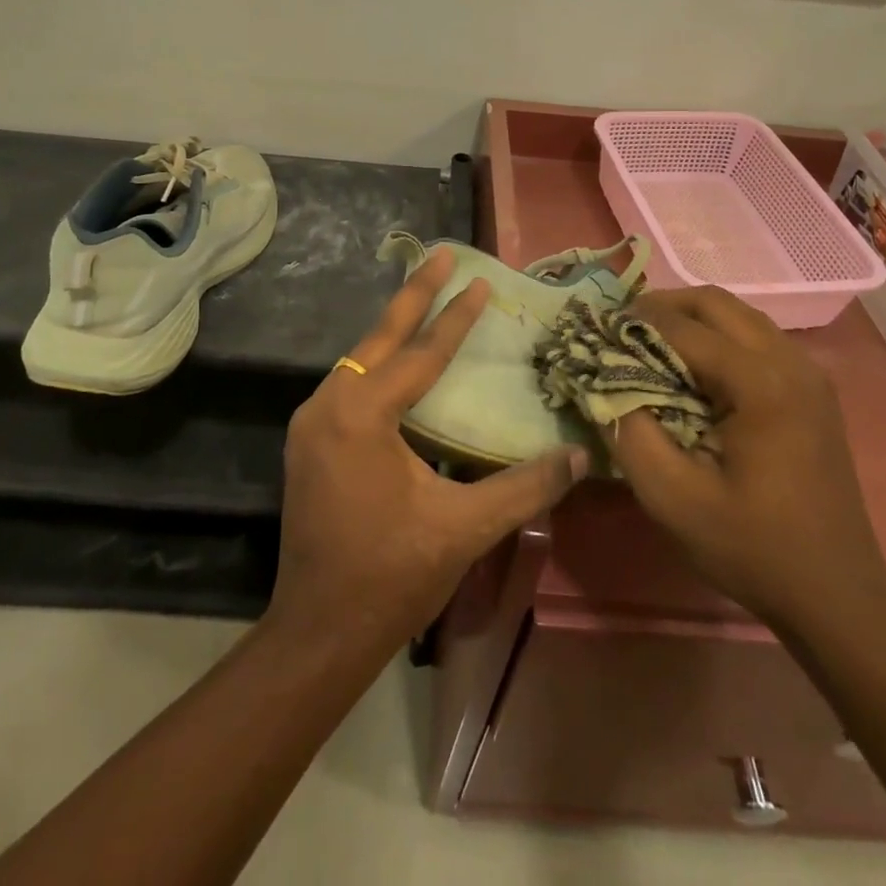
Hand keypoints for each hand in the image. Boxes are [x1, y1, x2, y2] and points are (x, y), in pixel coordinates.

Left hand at [267, 248, 588, 653]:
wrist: (318, 630)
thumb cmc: (390, 575)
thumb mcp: (462, 528)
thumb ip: (523, 487)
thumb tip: (577, 456)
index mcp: (362, 415)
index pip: (420, 354)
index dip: (454, 317)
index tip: (479, 280)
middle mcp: (328, 404)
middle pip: (379, 337)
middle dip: (413, 294)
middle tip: (441, 256)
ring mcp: (311, 422)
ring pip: (359, 359)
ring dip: (393, 330)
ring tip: (425, 300)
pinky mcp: (308, 440)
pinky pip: (348, 384)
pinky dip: (378, 364)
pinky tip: (400, 366)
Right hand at [603, 286, 885, 630]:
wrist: (838, 598)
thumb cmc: (754, 549)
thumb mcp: (674, 500)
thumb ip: (630, 433)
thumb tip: (602, 384)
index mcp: (763, 384)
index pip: (683, 328)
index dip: (632, 325)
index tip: (594, 334)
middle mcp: (791, 362)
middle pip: (715, 303)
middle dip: (661, 308)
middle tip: (620, 332)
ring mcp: (808, 373)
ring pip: (737, 315)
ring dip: (689, 320)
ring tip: (648, 346)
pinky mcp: (812, 389)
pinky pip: (755, 337)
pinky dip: (716, 338)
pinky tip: (691, 371)